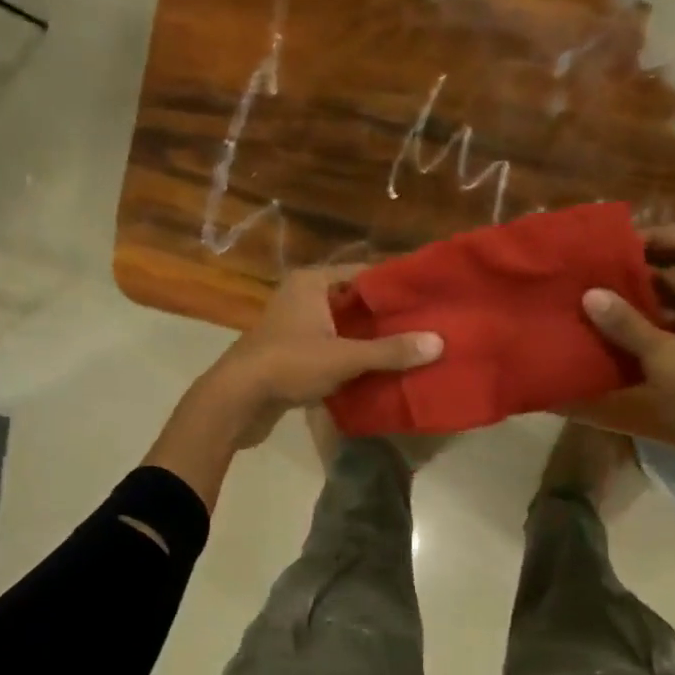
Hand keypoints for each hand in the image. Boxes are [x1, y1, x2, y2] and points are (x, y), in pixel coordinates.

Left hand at [204, 266, 443, 447]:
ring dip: (368, 341)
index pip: (363, 274)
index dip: (394, 286)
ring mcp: (294, 328)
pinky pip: (330, 350)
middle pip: (354, 303)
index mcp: (312, 283)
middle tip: (425, 327)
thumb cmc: (288, 365)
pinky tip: (377, 373)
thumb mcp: (344, 357)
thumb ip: (390, 351)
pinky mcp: (291, 355)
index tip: (426, 299)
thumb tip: (438, 343)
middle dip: (384, 318)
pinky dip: (350, 359)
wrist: (236, 401)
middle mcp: (301, 298)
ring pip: (342, 329)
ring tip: (408, 351)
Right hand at [581, 221, 674, 487]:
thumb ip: (625, 323)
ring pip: (671, 293)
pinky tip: (606, 325)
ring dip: (636, 293)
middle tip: (596, 269)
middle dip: (640, 264)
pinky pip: (666, 320)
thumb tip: (589, 294)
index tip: (618, 249)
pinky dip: (640, 320)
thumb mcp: (665, 355)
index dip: (660, 235)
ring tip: (593, 294)